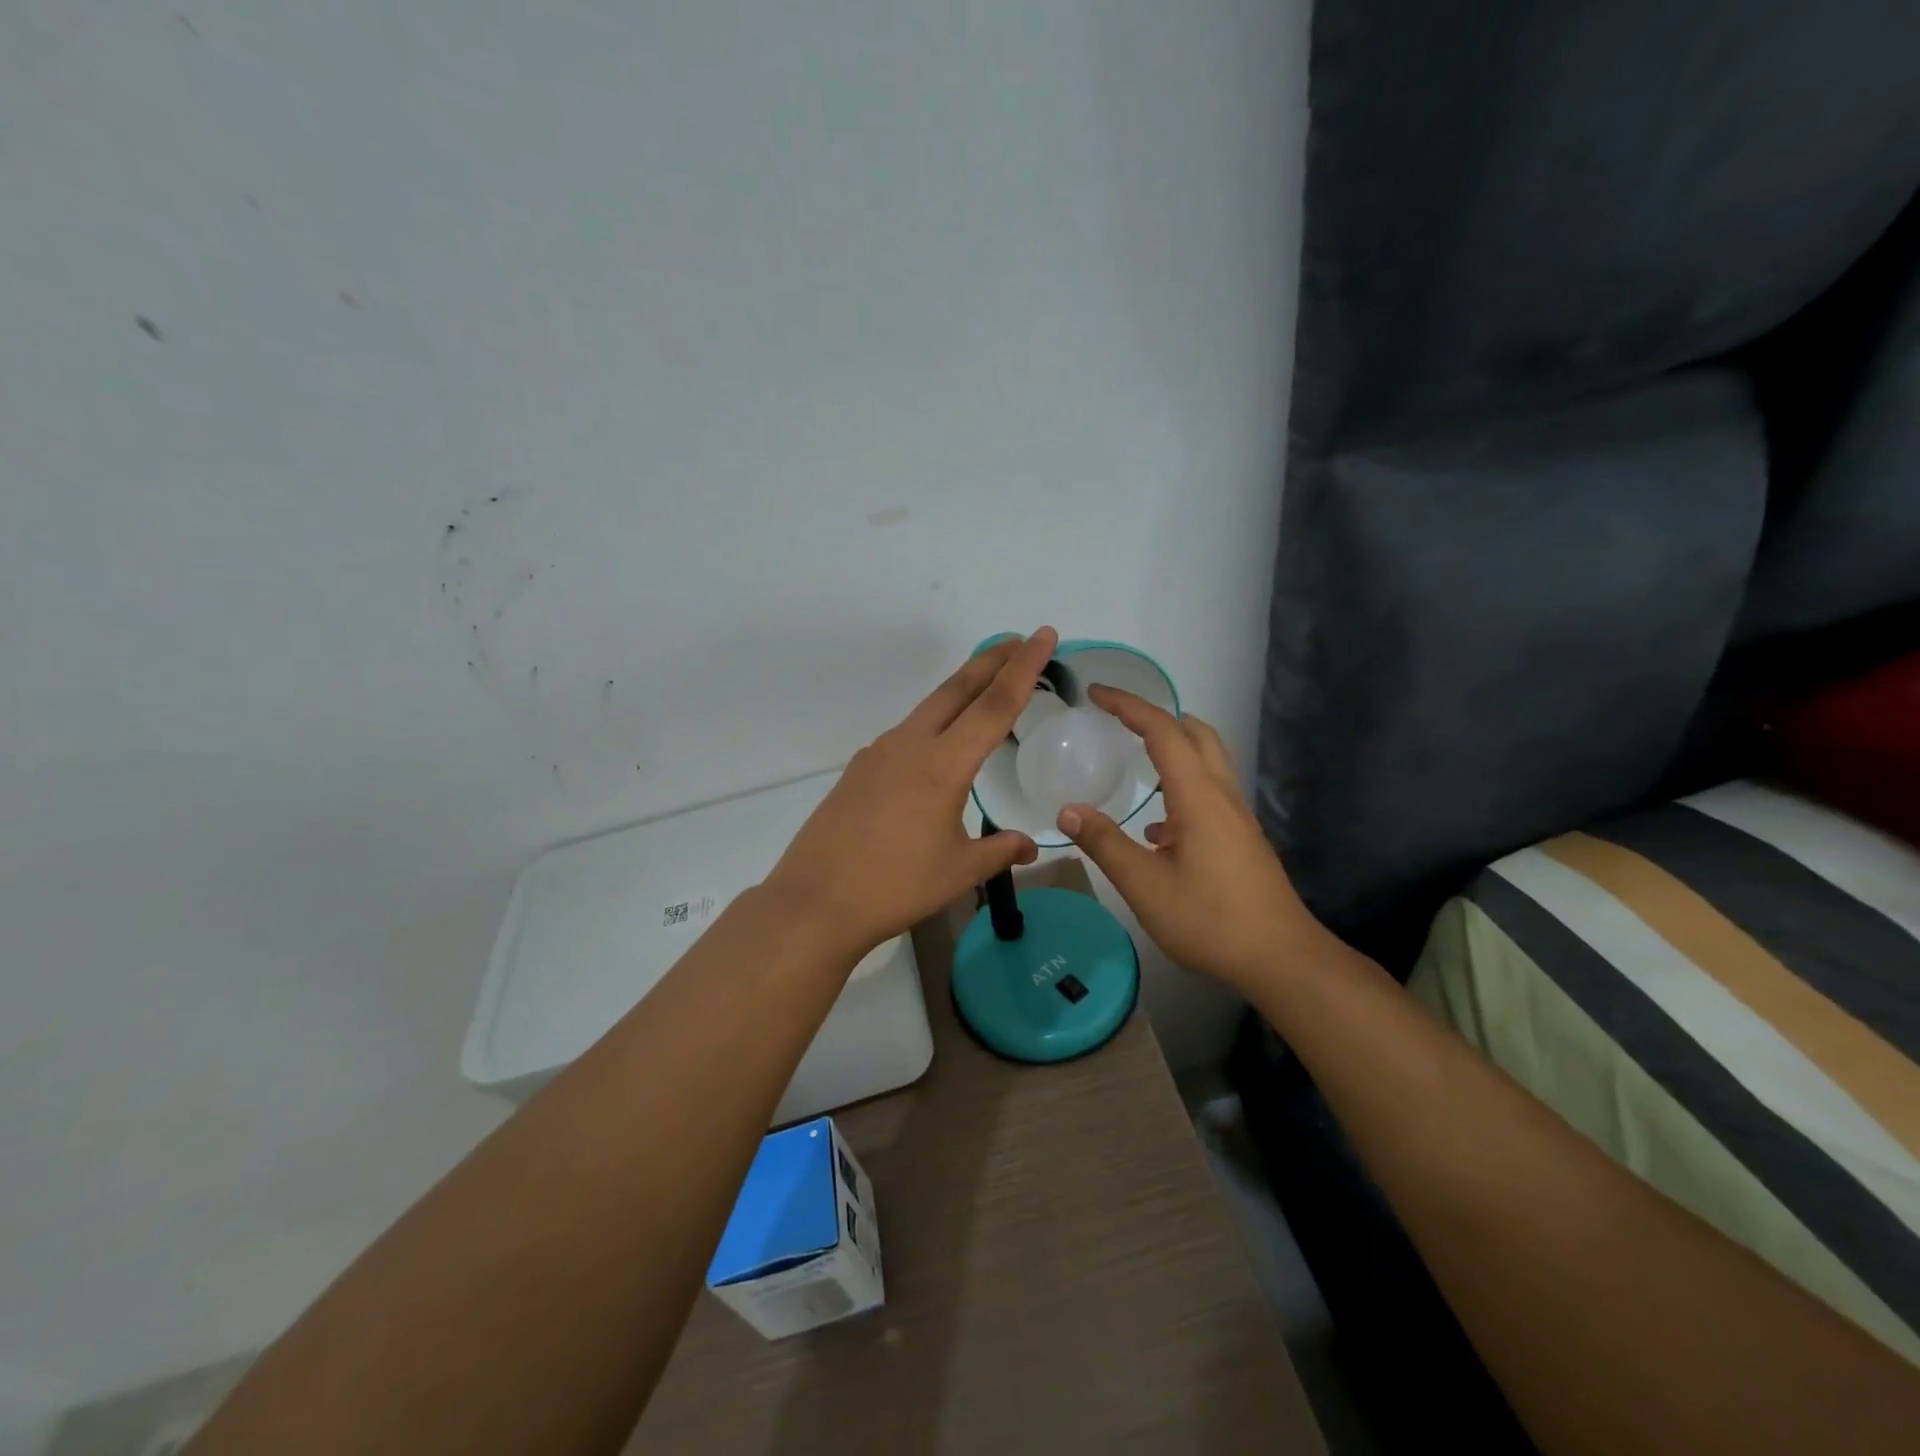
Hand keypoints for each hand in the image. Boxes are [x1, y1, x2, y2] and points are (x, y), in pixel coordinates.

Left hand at [763, 629, 1058, 956]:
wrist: (816, 901)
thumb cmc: (895, 886)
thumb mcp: (959, 871)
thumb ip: (1000, 851)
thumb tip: (1031, 846)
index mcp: (942, 765)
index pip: (994, 705)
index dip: (1024, 668)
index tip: (1043, 636)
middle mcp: (910, 745)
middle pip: (957, 689)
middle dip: (992, 660)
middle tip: (1020, 640)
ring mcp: (879, 753)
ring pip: (929, 708)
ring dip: (962, 690)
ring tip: (986, 687)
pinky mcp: (859, 768)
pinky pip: (907, 733)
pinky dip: (934, 722)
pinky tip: (939, 745)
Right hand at [1054, 685, 1326, 994]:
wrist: (1281, 958)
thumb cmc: (1210, 919)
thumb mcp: (1144, 885)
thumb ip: (1104, 843)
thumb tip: (1067, 810)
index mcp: (1198, 796)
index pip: (1163, 731)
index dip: (1128, 706)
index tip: (1096, 694)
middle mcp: (1222, 795)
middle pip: (1195, 733)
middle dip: (1156, 716)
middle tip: (1118, 719)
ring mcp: (1237, 817)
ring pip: (1206, 761)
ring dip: (1172, 748)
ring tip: (1134, 758)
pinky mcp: (1241, 839)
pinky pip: (1209, 793)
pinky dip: (1180, 787)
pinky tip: (1157, 829)